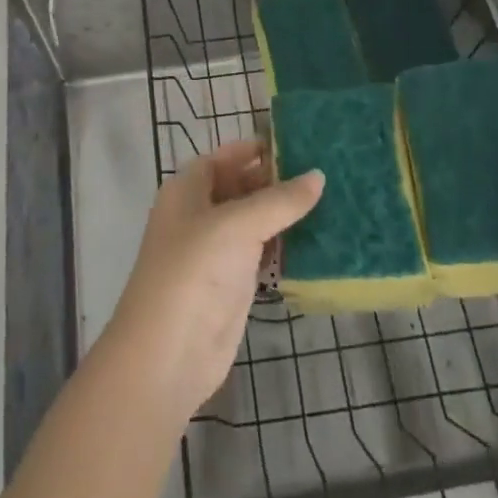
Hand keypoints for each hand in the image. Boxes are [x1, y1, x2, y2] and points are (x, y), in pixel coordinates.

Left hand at [103, 139, 324, 423]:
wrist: (167, 354)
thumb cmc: (194, 271)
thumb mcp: (238, 225)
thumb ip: (279, 200)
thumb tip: (318, 175)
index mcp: (188, 189)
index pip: (224, 157)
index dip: (255, 148)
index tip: (297, 143)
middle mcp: (199, 214)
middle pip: (240, 186)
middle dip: (275, 179)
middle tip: (323, 171)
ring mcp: (214, 251)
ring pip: (253, 221)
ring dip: (283, 213)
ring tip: (329, 199)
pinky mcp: (231, 283)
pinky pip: (260, 252)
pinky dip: (283, 244)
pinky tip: (316, 239)